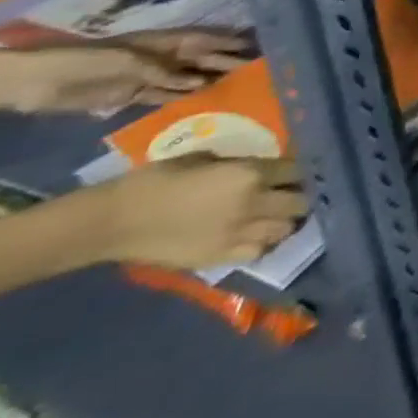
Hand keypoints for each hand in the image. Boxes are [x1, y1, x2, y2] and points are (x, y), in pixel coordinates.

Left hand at [1, 30, 249, 113]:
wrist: (35, 82)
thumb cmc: (85, 61)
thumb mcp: (127, 61)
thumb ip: (163, 71)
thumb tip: (199, 81)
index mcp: (163, 42)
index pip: (205, 39)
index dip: (230, 41)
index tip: (258, 46)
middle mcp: (161, 57)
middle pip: (200, 59)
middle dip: (226, 63)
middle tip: (254, 72)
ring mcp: (146, 76)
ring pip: (186, 78)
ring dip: (207, 82)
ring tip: (234, 89)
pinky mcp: (130, 95)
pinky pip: (163, 96)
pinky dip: (181, 98)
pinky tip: (199, 102)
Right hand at [87, 155, 307, 268]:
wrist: (111, 222)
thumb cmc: (157, 181)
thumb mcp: (207, 159)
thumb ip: (241, 164)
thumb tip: (260, 167)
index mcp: (251, 175)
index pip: (298, 171)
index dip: (305, 170)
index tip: (306, 169)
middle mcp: (252, 204)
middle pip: (299, 202)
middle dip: (303, 196)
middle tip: (297, 193)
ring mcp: (236, 235)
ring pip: (284, 229)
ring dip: (286, 221)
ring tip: (279, 215)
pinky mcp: (217, 258)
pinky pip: (257, 252)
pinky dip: (264, 243)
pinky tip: (257, 236)